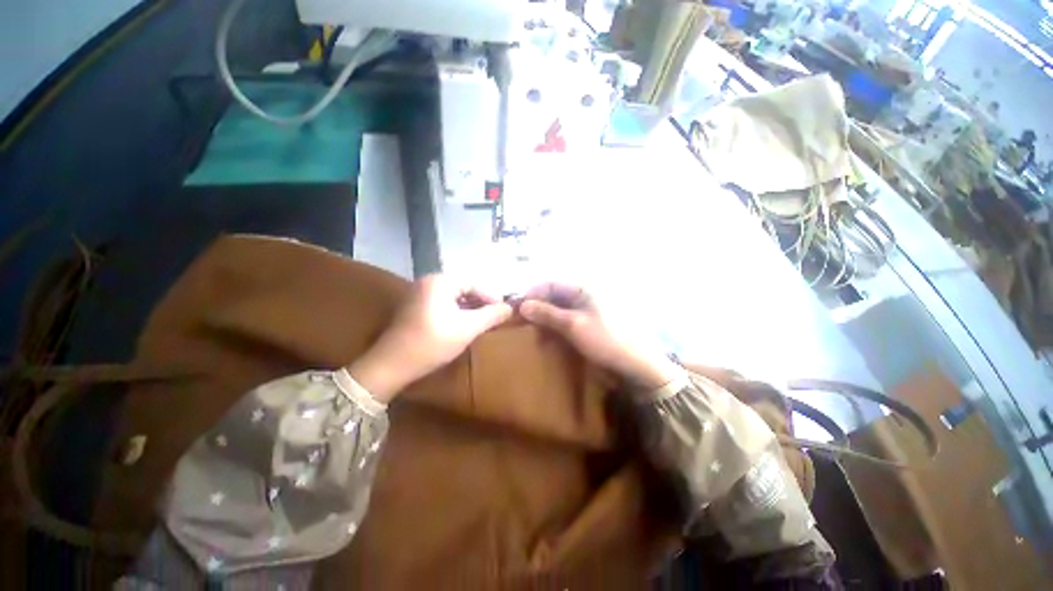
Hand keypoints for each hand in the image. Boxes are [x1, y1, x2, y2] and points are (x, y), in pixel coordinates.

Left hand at [348, 275, 512, 401]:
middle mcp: (427, 282)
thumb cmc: (433, 343)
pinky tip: (463, 324)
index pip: (473, 283)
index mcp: (439, 282)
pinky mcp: (413, 308)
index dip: (491, 296)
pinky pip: (441, 303)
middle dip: (480, 301)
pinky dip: (455, 311)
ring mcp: (417, 294)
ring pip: (452, 296)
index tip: (503, 310)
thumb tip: (510, 308)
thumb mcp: (467, 328)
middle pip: (462, 287)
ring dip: (469, 307)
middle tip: (494, 315)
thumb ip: (491, 316)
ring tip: (482, 320)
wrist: (391, 365)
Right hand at [518, 282, 679, 389]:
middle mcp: (583, 294)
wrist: (634, 364)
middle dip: (538, 308)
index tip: (517, 309)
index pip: (550, 283)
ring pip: (558, 309)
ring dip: (545, 319)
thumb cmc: (605, 339)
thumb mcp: (573, 325)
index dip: (533, 294)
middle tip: (524, 324)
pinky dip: (555, 327)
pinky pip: (565, 320)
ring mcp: (586, 309)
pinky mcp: (587, 322)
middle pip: (553, 296)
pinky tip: (548, 338)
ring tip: (535, 334)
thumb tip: (522, 305)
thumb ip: (547, 313)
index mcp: (583, 288)